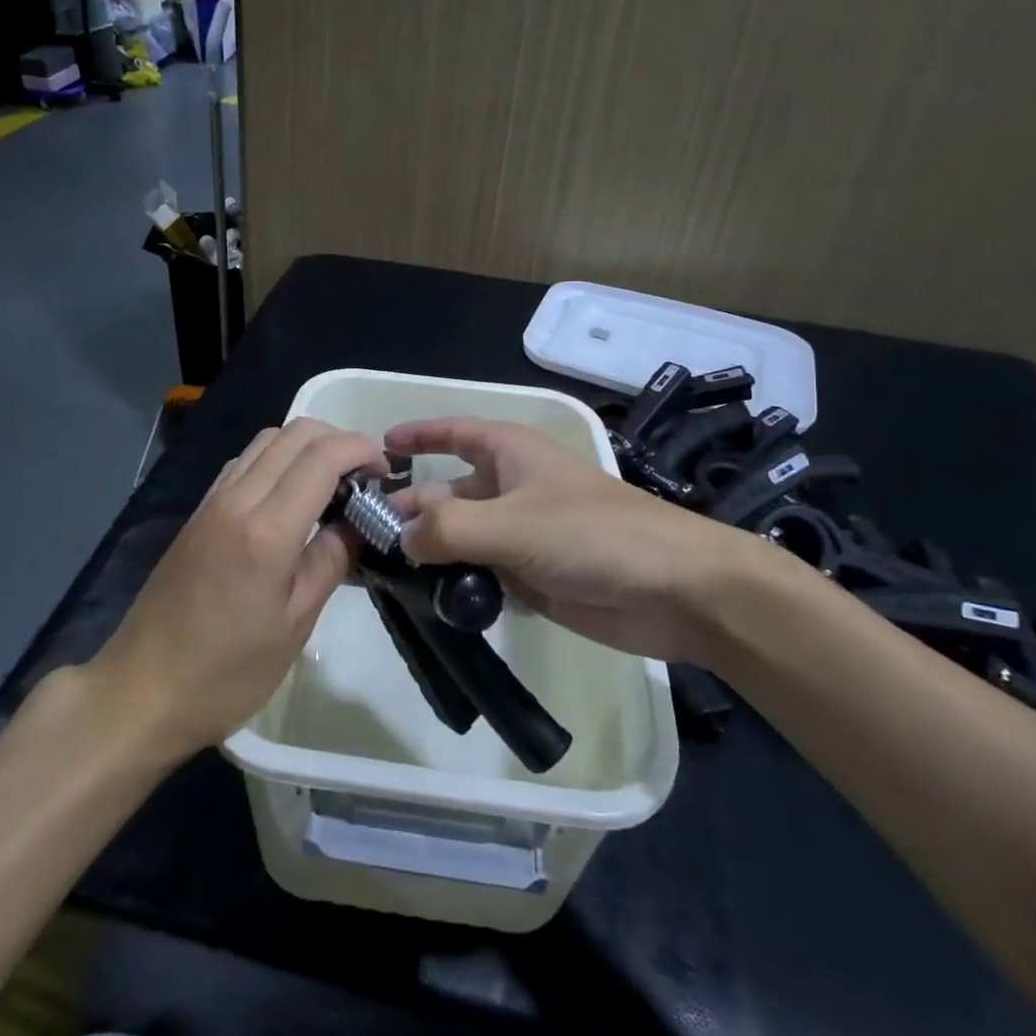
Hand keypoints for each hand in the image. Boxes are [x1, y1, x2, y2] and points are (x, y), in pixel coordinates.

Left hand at [90, 418, 386, 759]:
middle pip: (295, 433)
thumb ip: (330, 562)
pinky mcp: (198, 513)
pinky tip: (289, 498)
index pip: (323, 455)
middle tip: (364, 478)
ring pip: (267, 440)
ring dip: (306, 446)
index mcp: (267, 529)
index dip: (362, 450)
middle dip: (339, 440)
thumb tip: (354, 523)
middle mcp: (237, 499)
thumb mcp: (294, 626)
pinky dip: (277, 460)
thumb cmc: (225, 673)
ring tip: (332, 485)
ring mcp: (212, 501)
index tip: (386, 474)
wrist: (139, 692)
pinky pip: (244, 462)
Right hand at [386, 416, 787, 664]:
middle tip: (358, 539)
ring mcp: (520, 535)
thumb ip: (447, 529)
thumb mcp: (513, 523)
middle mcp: (510, 488)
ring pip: (459, 537)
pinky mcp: (530, 576)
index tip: (375, 450)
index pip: (453, 432)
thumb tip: (397, 540)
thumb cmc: (594, 534)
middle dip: (407, 510)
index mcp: (510, 454)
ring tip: (379, 576)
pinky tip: (424, 602)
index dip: (417, 436)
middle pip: (446, 492)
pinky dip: (452, 583)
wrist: (677, 591)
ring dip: (426, 552)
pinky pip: (478, 573)